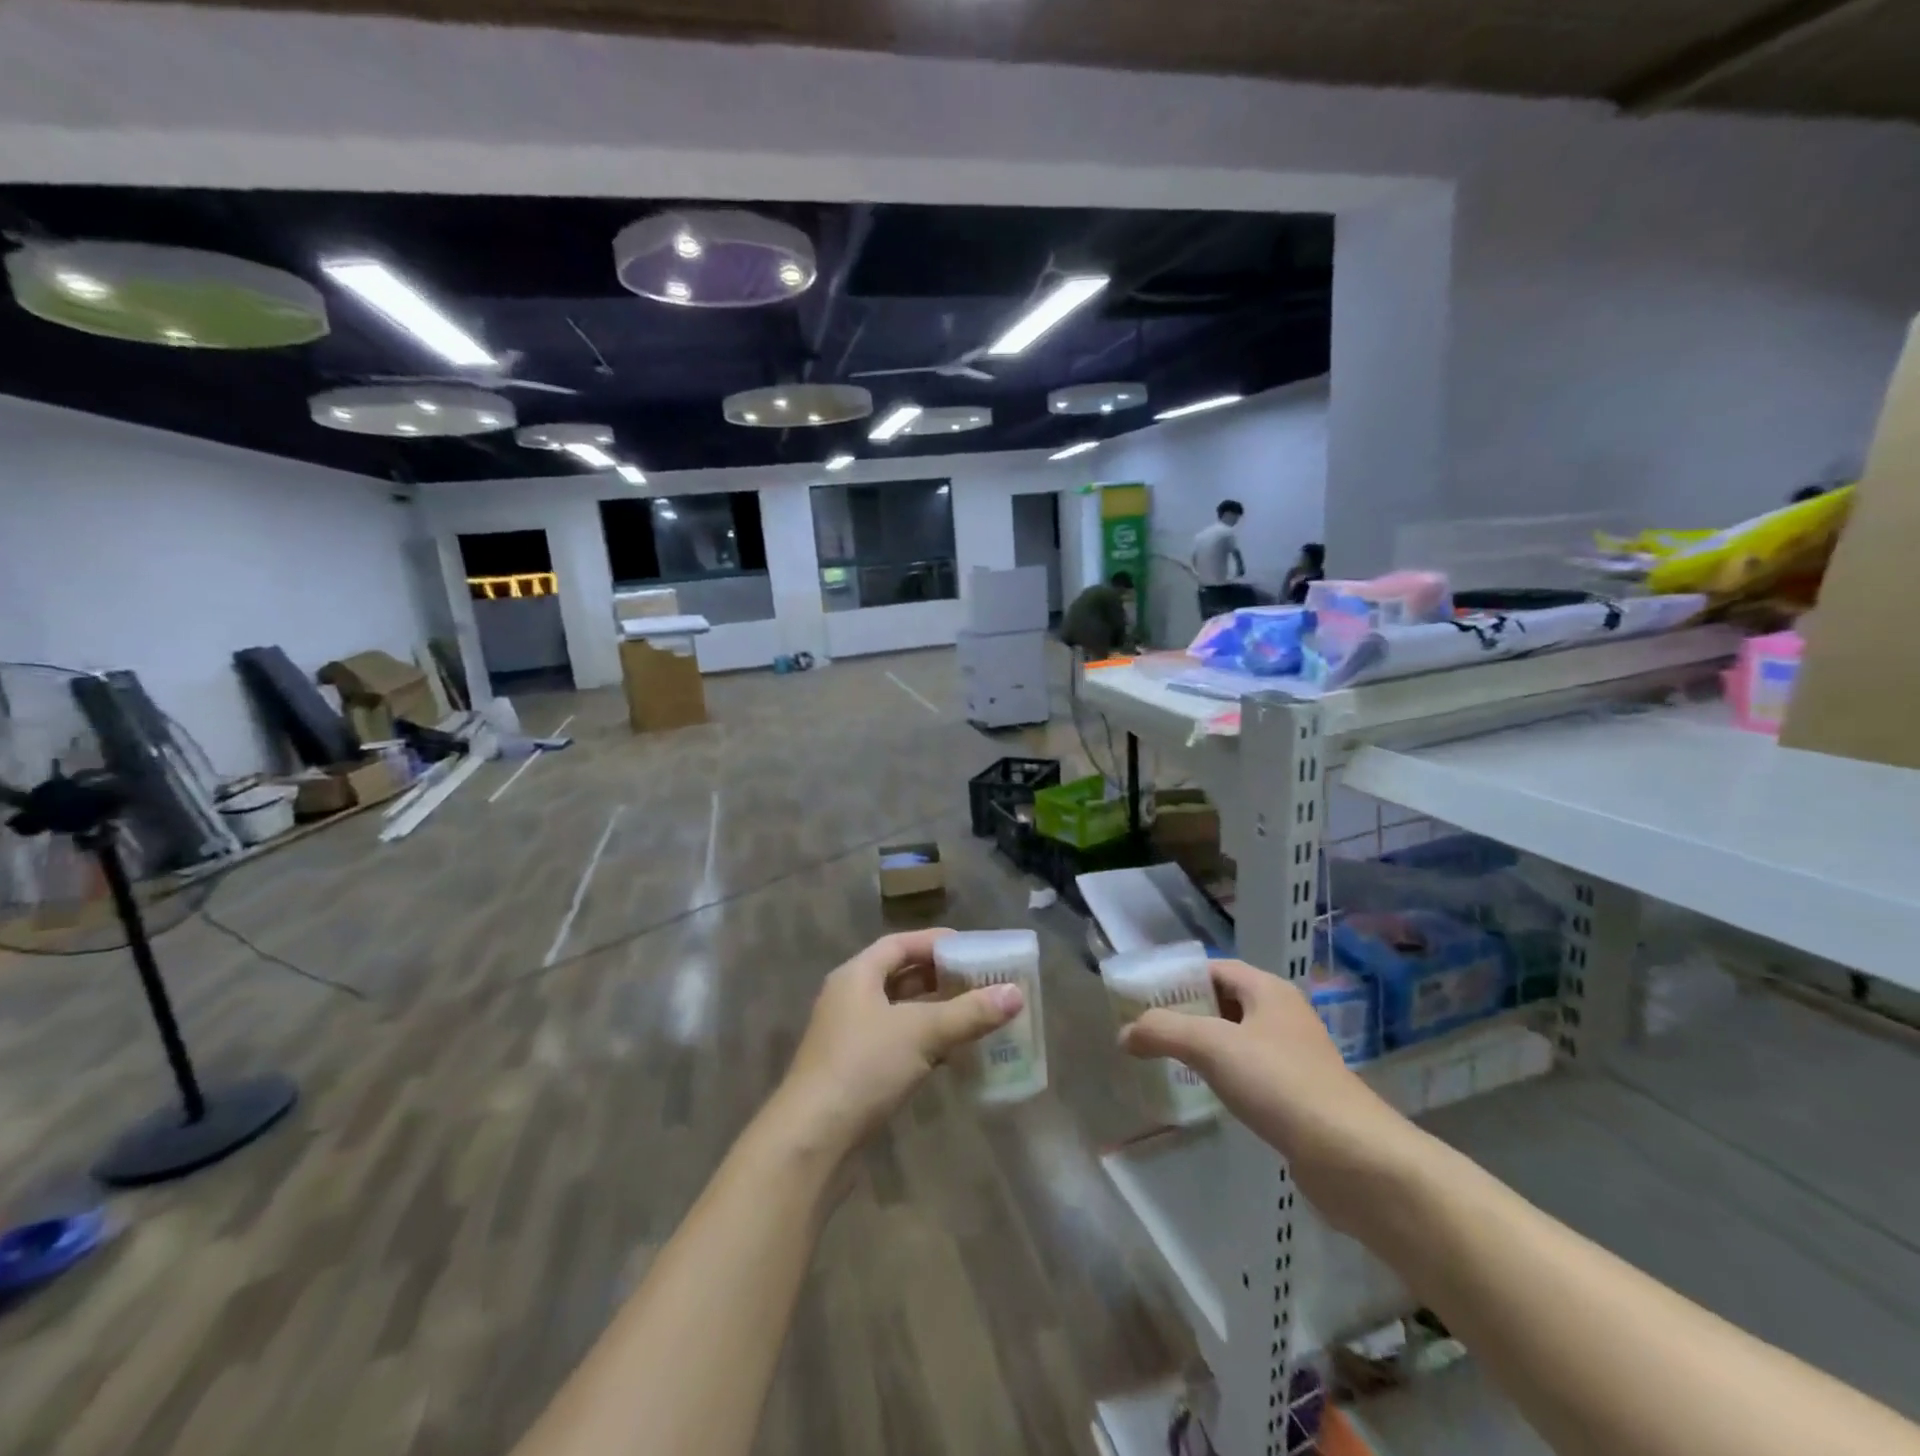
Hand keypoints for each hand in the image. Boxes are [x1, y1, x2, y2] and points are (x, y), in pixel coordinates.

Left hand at [777, 930, 1023, 1155]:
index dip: (935, 942)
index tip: (972, 948)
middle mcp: (850, 999)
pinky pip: (899, 1043)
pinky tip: (955, 1054)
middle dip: (941, 978)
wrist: (812, 1141)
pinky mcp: (857, 1071)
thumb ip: (969, 1013)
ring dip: (936, 1012)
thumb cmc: (864, 1068)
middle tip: (982, 980)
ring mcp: (851, 1037)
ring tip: (977, 1013)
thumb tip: (1016, 994)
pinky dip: (926, 1042)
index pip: (899, 944)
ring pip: (901, 1013)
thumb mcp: (921, 1033)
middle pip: (901, 976)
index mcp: (856, 975)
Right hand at [1118, 959, 1417, 1225]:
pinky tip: (1205, 1094)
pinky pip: (1251, 1073)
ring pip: (1237, 1039)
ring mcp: (1294, 1056)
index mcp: (1268, 990)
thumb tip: (1124, 1033)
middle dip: (1186, 1013)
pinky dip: (1224, 1076)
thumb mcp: (1211, 1046)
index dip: (1178, 978)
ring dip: (1204, 1046)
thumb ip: (1162, 1032)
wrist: (1353, 1158)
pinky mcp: (1299, 1095)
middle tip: (1148, 1030)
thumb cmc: (1280, 1084)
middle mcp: (1283, 1015)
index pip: (1214, 968)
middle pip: (1223, 1001)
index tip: (1144, 997)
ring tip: (1167, 1061)